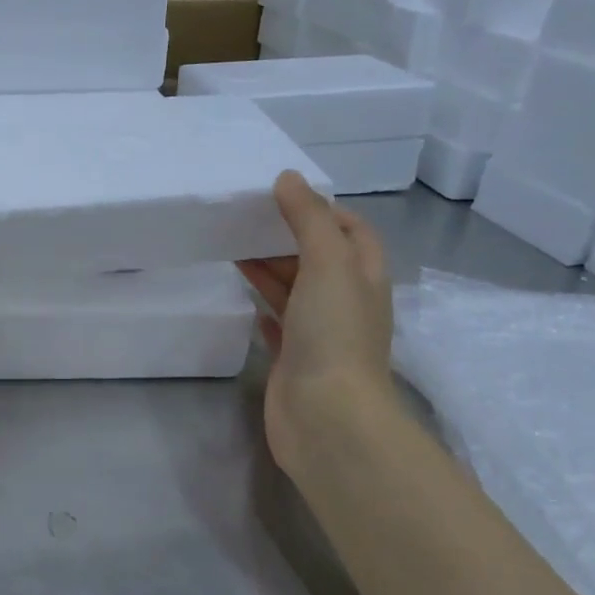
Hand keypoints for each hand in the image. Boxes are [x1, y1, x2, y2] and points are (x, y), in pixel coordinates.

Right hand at [238, 171, 395, 470]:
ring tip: (232, 249)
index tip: (285, 197)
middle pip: (318, 259)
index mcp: (363, 277)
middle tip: (246, 220)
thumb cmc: (333, 333)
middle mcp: (345, 303)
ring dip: (269, 269)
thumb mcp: (327, 263)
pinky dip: (263, 307)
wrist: (326, 416)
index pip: (353, 232)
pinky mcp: (293, 359)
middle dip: (287, 238)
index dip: (325, 210)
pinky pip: (277, 324)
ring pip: (294, 290)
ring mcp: (319, 334)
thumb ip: (308, 219)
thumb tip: (288, 178)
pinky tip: (245, 297)